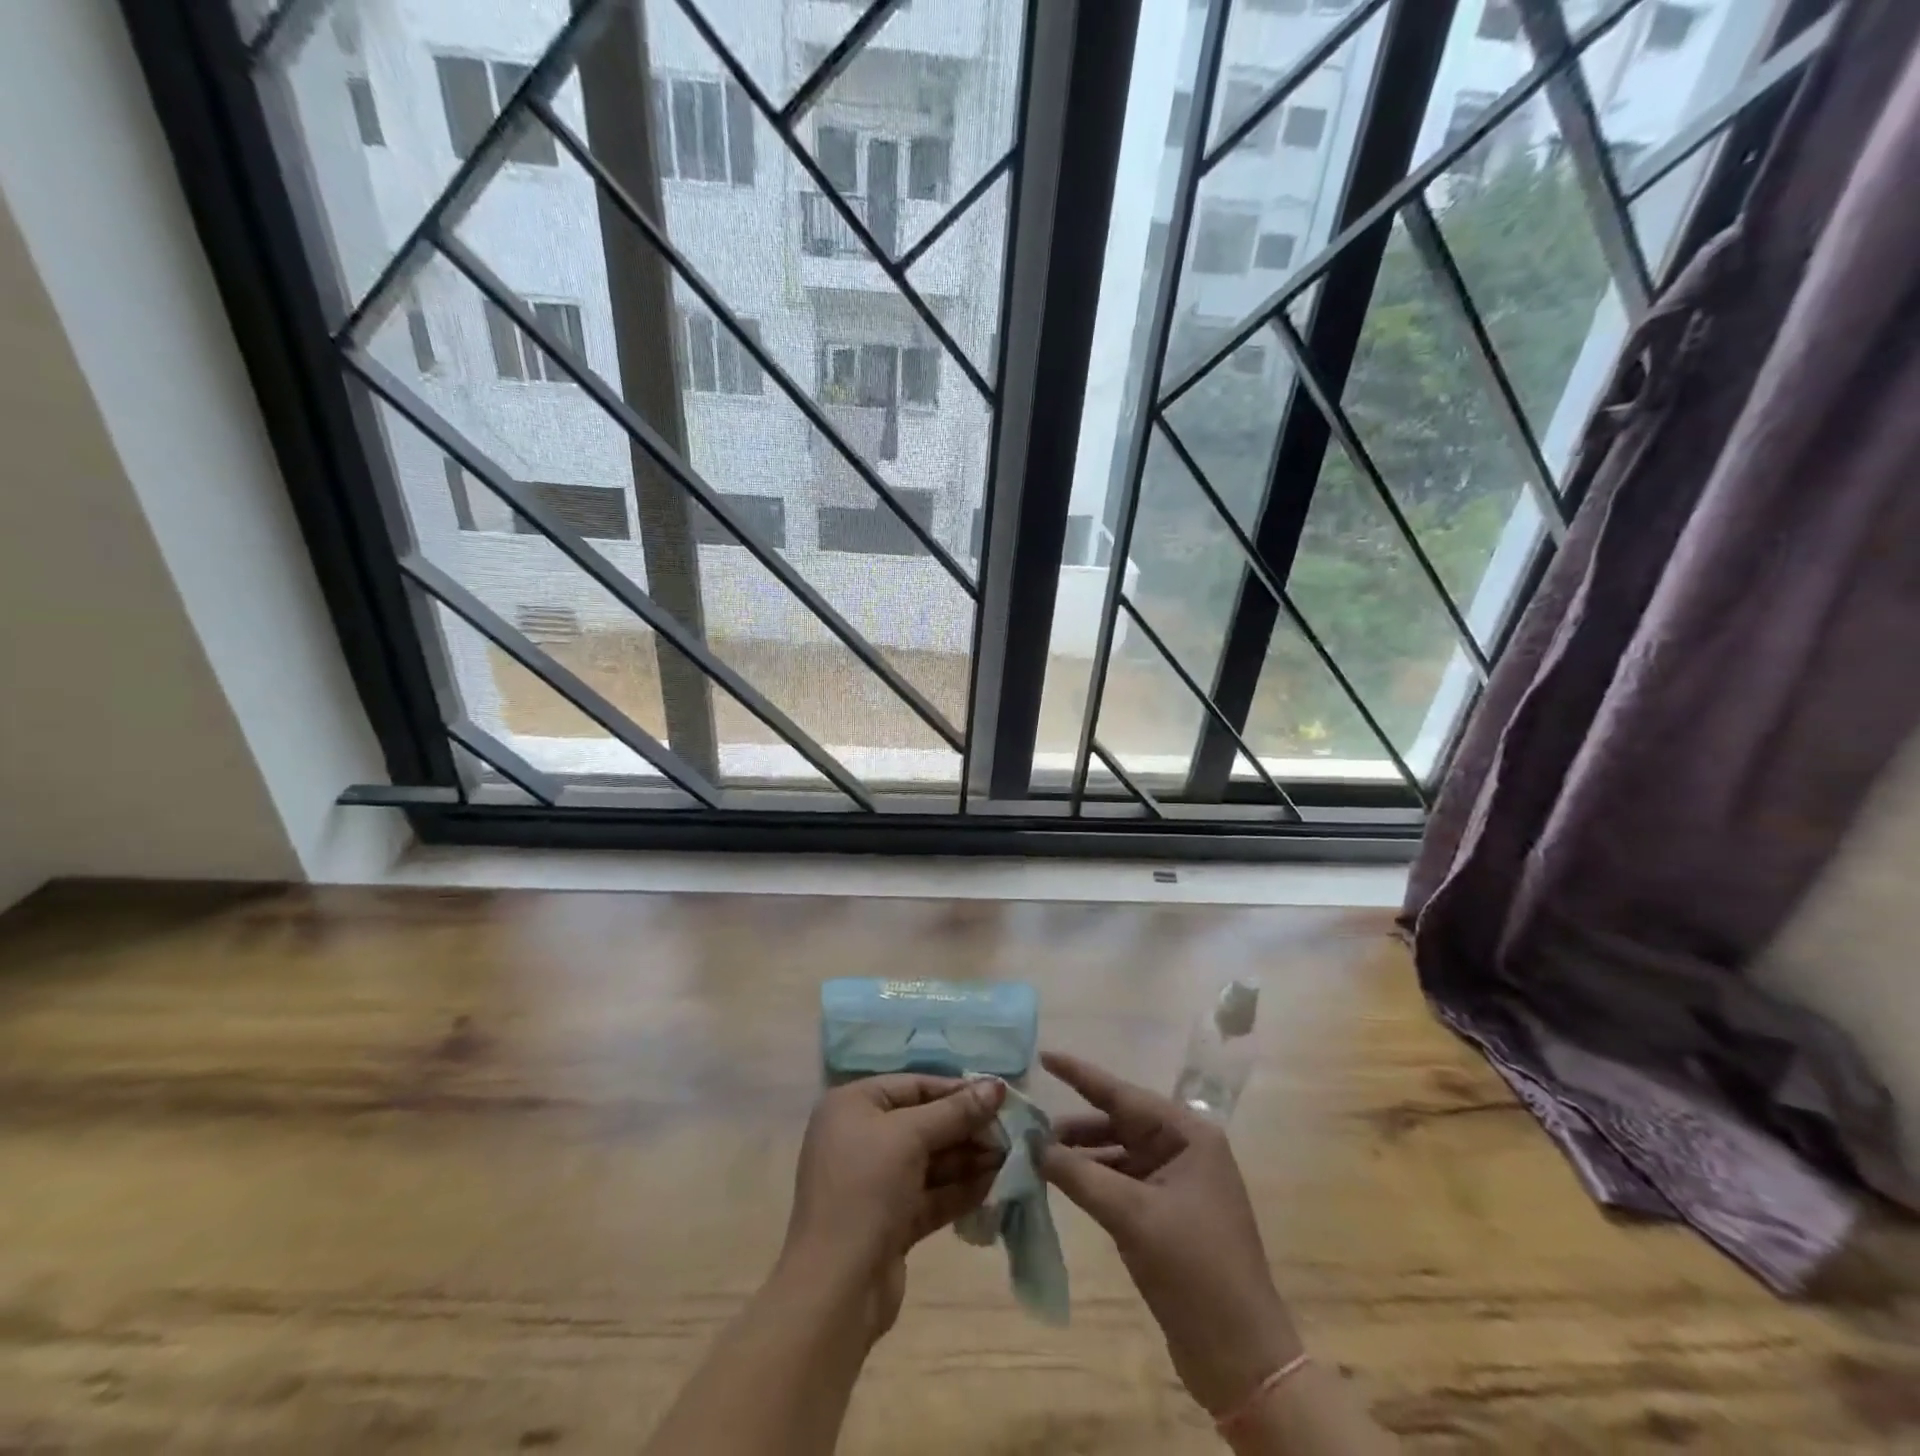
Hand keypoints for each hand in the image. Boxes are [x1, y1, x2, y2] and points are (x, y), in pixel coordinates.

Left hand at [780, 1075, 1006, 1338]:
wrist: (835, 1289)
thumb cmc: (866, 1189)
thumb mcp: (911, 1137)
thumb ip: (956, 1111)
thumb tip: (998, 1085)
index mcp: (853, 1105)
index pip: (914, 1086)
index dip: (957, 1090)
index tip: (1000, 1096)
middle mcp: (860, 1137)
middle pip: (924, 1122)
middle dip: (967, 1127)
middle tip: (1010, 1132)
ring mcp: (874, 1181)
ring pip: (930, 1160)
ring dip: (969, 1158)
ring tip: (1010, 1157)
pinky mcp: (890, 1220)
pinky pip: (930, 1194)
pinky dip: (960, 1189)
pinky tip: (995, 1185)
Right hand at [1037, 1051, 1301, 1416]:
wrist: (1240, 1357)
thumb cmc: (1193, 1269)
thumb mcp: (1131, 1216)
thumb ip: (1079, 1174)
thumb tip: (1034, 1146)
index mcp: (1188, 1134)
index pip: (1123, 1093)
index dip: (1080, 1074)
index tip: (1044, 1056)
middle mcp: (1185, 1148)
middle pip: (1119, 1122)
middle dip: (1075, 1125)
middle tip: (1029, 1124)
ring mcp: (1178, 1181)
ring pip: (1118, 1153)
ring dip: (1082, 1154)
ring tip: (1038, 1155)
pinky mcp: (1169, 1212)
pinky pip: (1123, 1181)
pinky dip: (1094, 1179)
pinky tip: (1064, 1182)